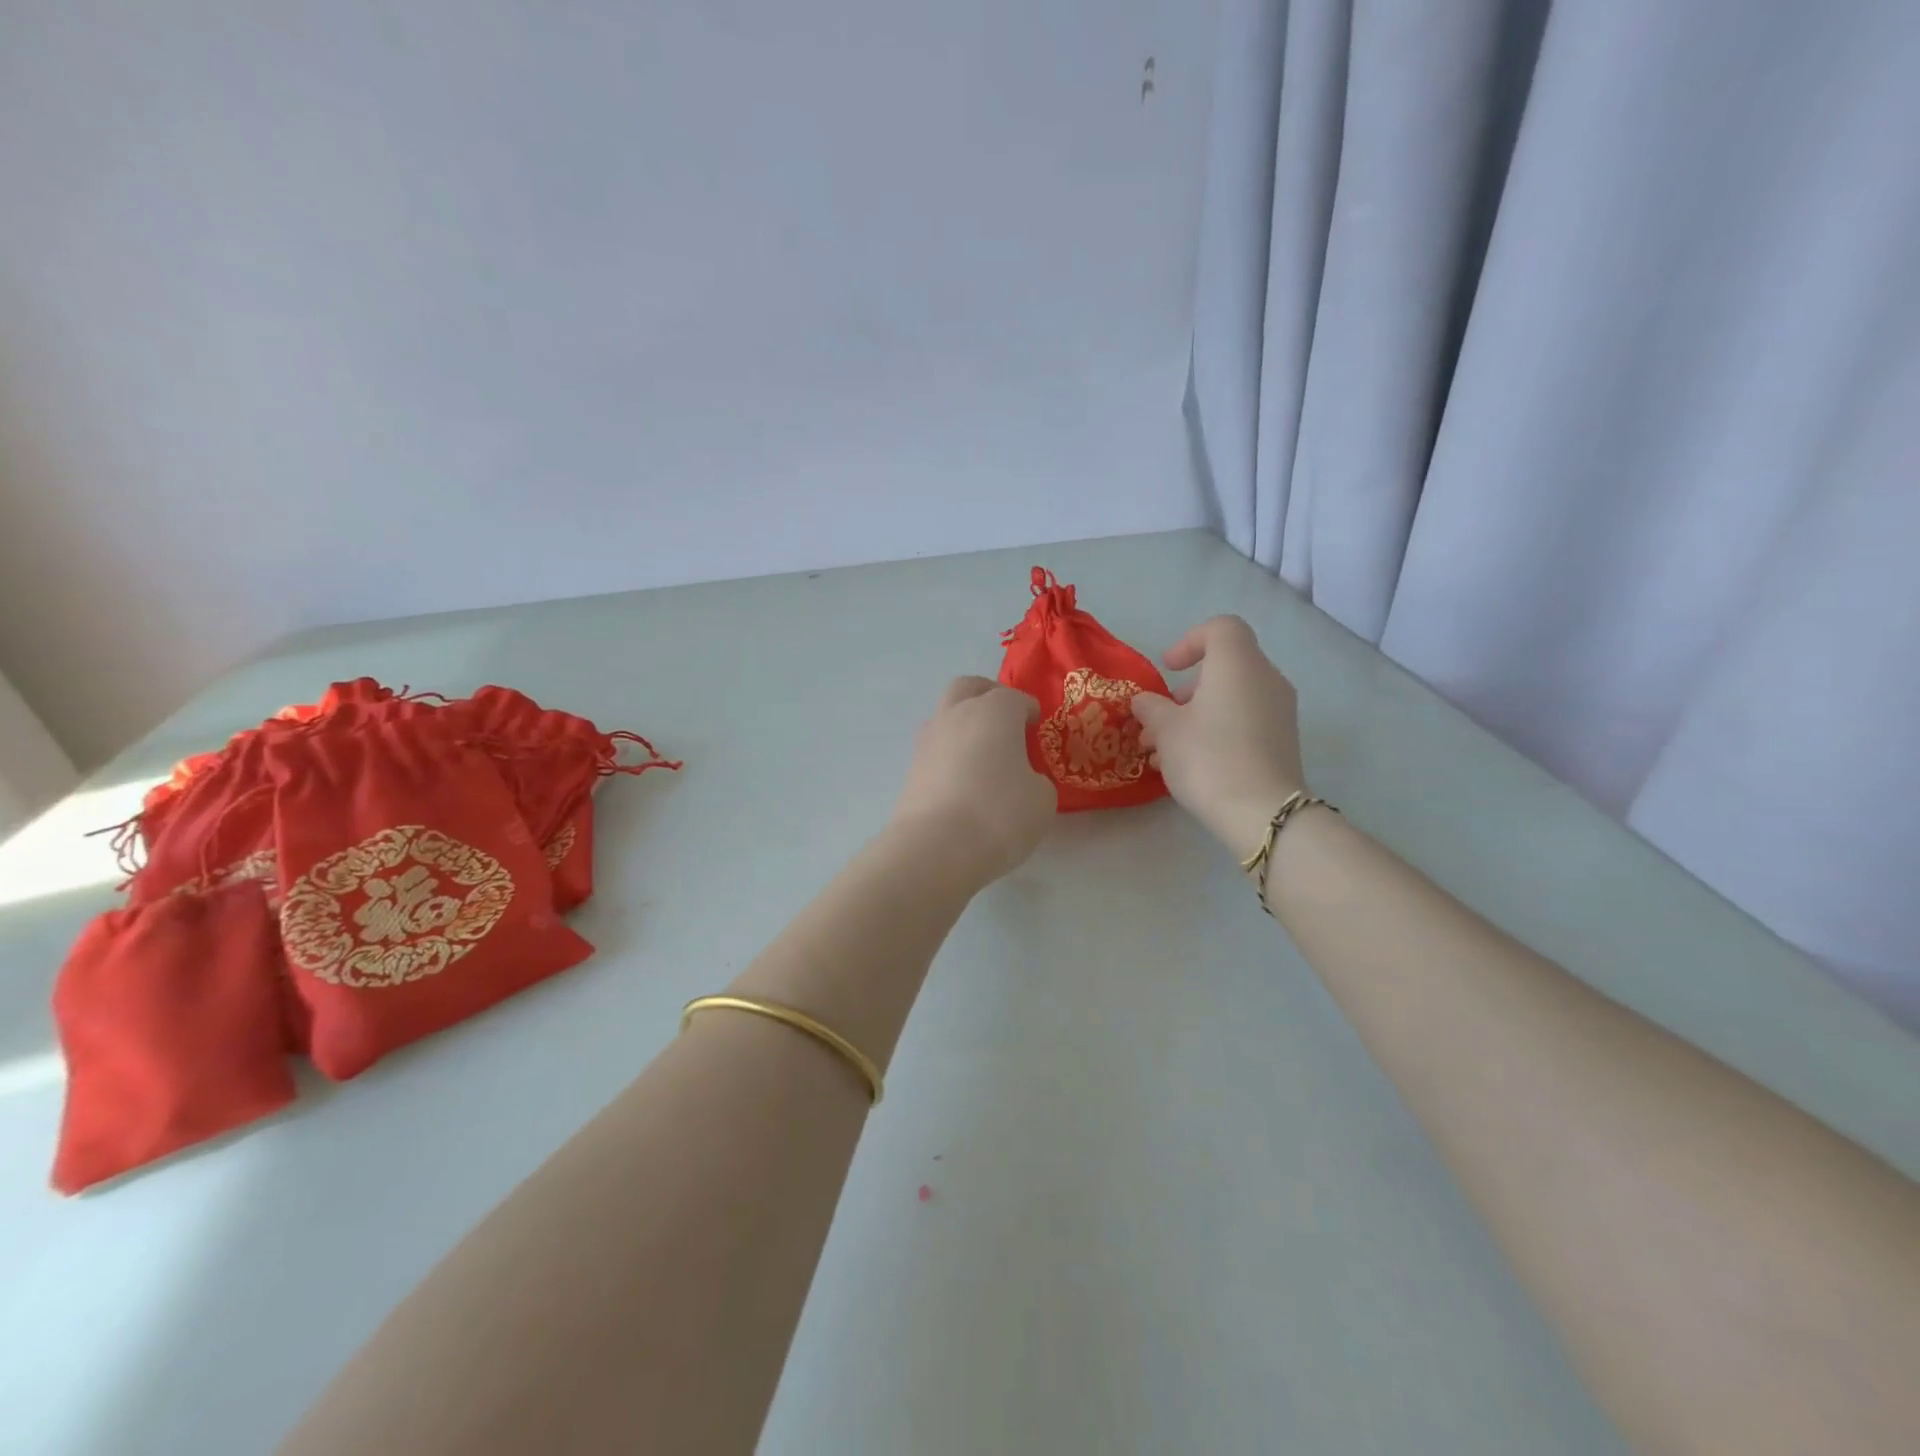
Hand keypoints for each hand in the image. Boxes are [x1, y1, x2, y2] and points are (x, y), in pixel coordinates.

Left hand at [892, 677, 1054, 884]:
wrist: (936, 847)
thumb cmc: (999, 813)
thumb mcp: (1041, 799)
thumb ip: (1036, 781)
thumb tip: (1022, 780)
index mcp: (994, 711)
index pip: (1014, 698)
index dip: (1028, 709)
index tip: (1036, 723)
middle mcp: (956, 716)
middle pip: (968, 688)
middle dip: (987, 695)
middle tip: (1005, 717)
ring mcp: (928, 742)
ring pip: (946, 716)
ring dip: (964, 724)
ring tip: (984, 752)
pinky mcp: (911, 770)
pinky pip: (936, 749)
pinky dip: (951, 754)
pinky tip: (966, 778)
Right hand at [1131, 617, 1306, 855]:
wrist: (1261, 812)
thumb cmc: (1208, 757)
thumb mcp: (1165, 730)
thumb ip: (1151, 708)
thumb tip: (1145, 702)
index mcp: (1238, 664)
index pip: (1222, 628)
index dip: (1190, 641)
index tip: (1168, 669)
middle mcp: (1266, 679)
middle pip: (1224, 668)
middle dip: (1186, 690)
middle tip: (1158, 719)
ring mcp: (1279, 711)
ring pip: (1232, 699)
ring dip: (1196, 716)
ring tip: (1162, 750)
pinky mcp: (1282, 741)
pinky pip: (1244, 722)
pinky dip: (1216, 731)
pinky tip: (1188, 764)